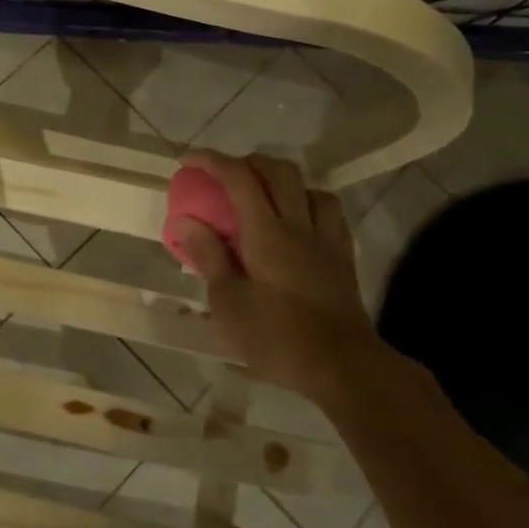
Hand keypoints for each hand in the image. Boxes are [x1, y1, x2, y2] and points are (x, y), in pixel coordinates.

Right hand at [172, 151, 395, 402]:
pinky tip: (299, 222)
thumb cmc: (277, 337)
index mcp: (267, 233)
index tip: (189, 160)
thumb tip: (185, 220)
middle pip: (279, 172)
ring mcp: (327, 240)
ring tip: (265, 196)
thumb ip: (208, 255)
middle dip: (249, 162)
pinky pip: (330, 213)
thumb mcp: (228, 302)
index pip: (239, 178)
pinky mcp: (343, 258)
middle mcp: (300, 225)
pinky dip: (309, 204)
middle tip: (225, 175)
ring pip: (311, 188)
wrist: (343, 367)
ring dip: (284, 181)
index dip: (212, 161)